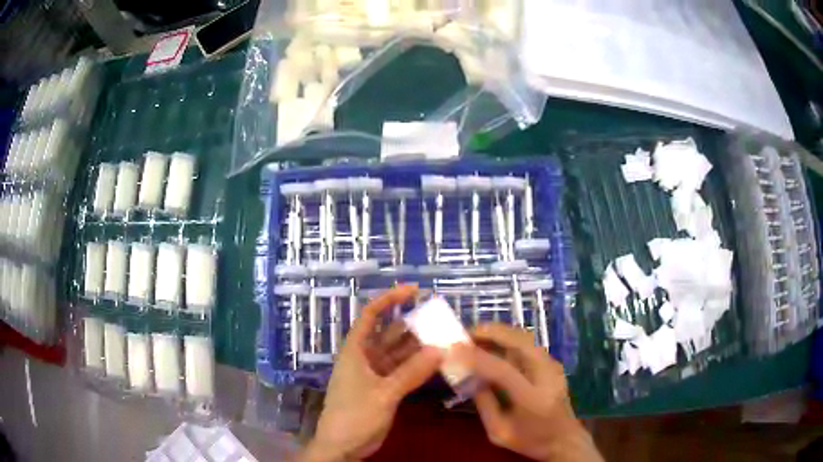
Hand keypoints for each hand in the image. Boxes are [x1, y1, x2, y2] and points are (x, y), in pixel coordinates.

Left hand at [301, 286, 442, 461]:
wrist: (343, 446)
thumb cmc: (354, 415)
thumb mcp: (383, 394)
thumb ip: (411, 373)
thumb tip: (440, 350)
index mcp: (356, 350)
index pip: (371, 315)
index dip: (390, 299)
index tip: (415, 290)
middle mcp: (366, 357)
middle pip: (391, 333)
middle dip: (414, 326)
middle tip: (442, 320)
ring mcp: (376, 373)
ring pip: (401, 353)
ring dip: (420, 348)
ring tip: (446, 340)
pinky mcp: (385, 388)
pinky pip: (405, 371)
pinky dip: (419, 367)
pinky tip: (438, 363)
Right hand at [459, 323, 602, 461]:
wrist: (565, 440)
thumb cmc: (531, 441)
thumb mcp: (499, 432)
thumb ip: (484, 404)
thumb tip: (469, 376)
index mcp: (533, 398)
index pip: (503, 370)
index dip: (477, 357)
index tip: (453, 349)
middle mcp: (547, 375)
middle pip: (520, 342)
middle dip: (491, 332)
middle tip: (466, 333)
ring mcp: (553, 366)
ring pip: (525, 338)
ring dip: (500, 332)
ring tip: (476, 336)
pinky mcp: (553, 364)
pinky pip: (529, 344)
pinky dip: (508, 339)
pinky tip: (494, 345)